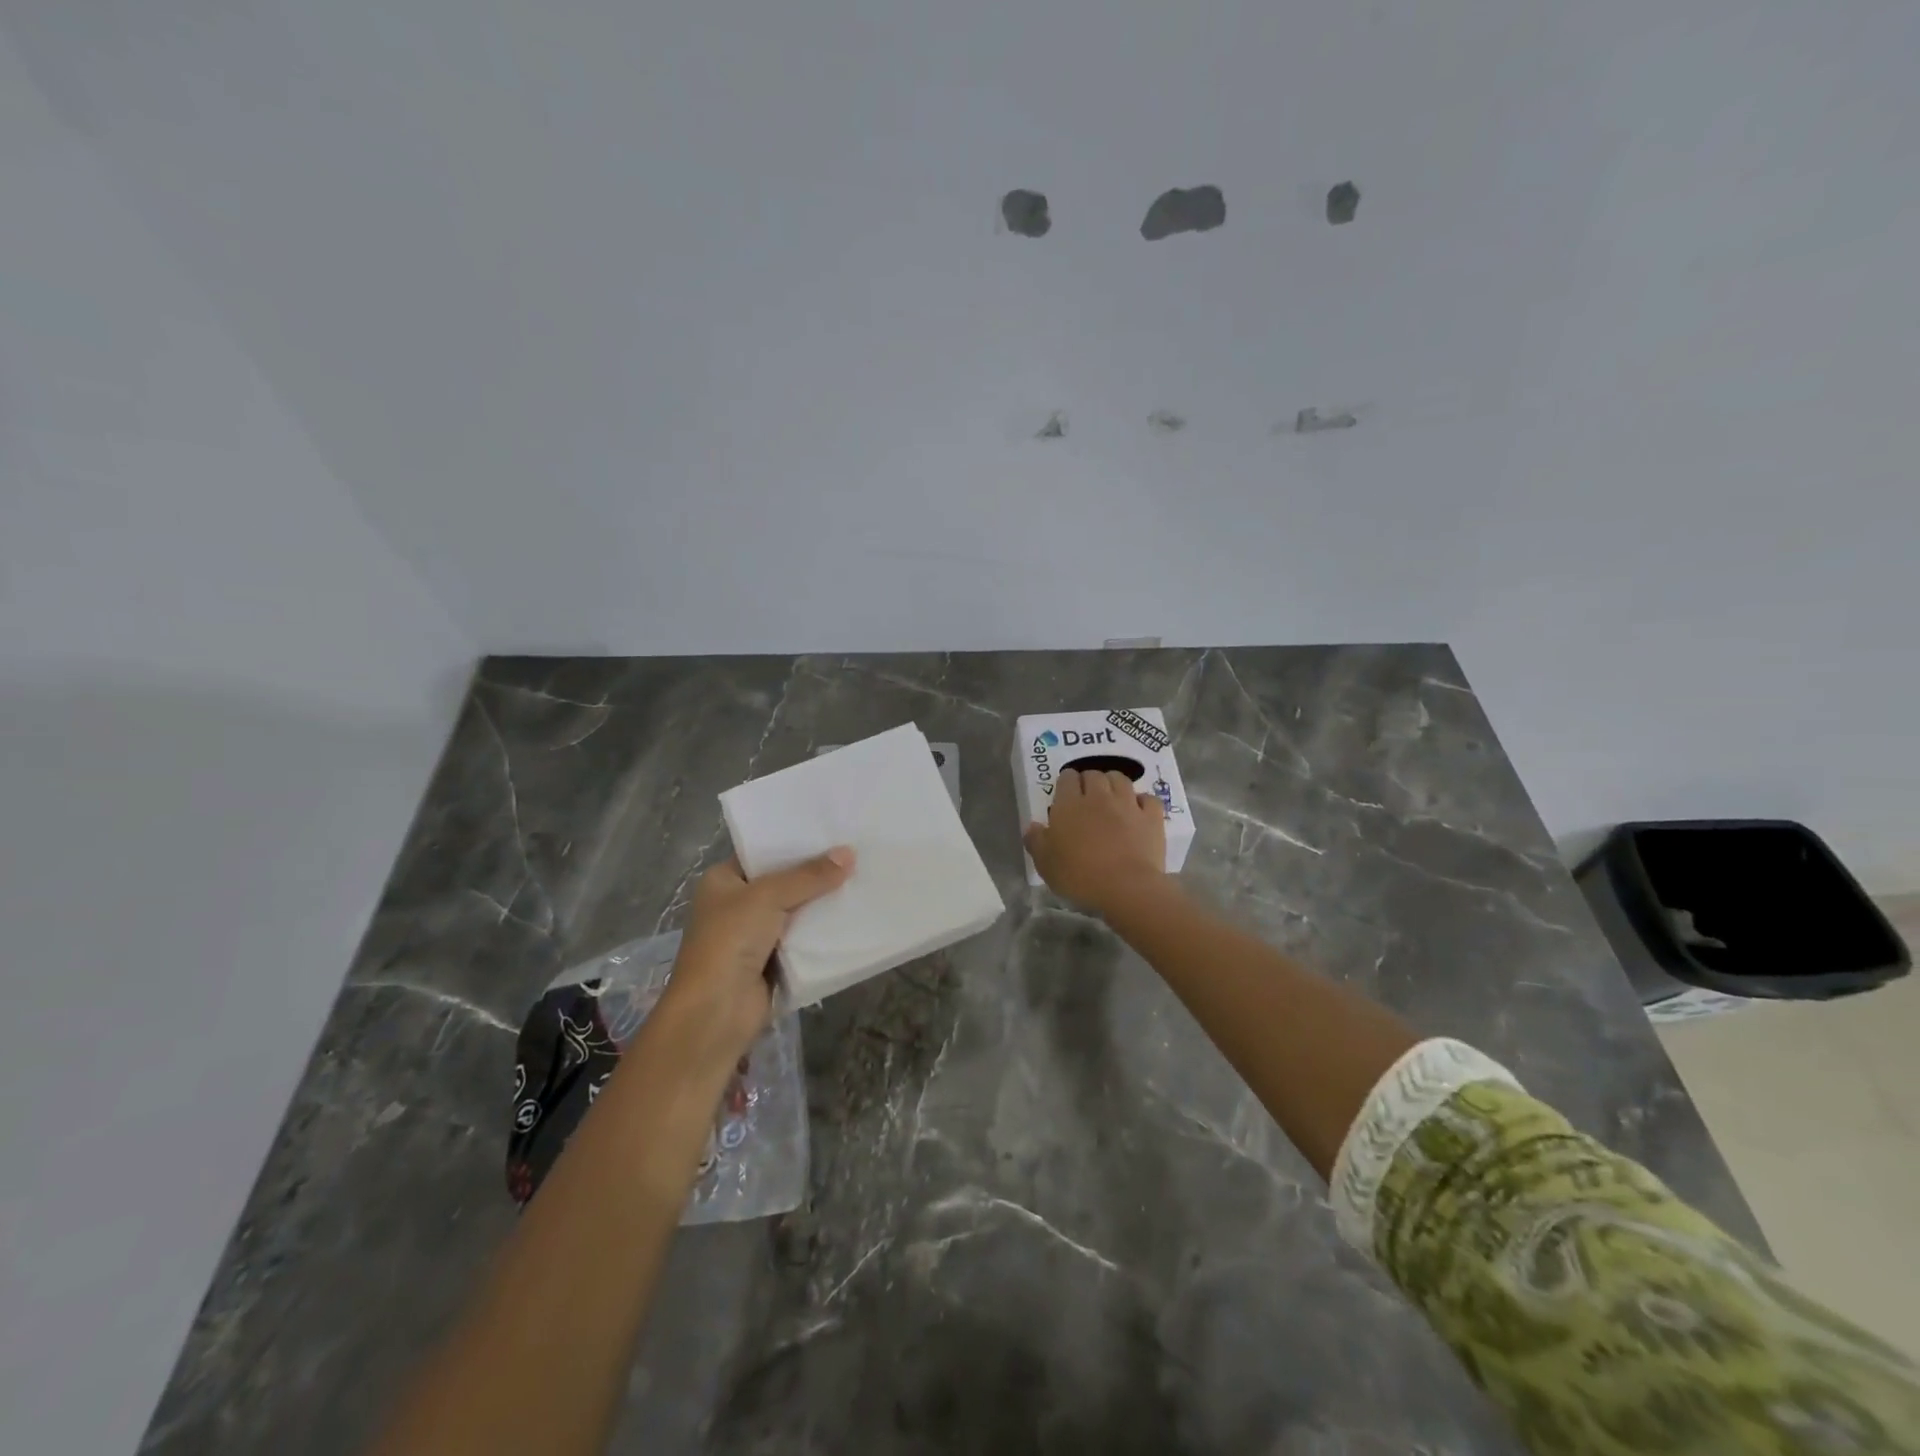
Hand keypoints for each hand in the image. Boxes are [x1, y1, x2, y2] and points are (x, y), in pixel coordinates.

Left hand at [651, 848, 854, 1078]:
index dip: (795, 843)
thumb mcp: (768, 897)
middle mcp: (736, 905)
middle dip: (816, 873)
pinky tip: (853, 917)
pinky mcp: (773, 962)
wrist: (716, 1012)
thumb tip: (849, 853)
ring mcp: (755, 936)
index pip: (762, 853)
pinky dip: (823, 933)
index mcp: (723, 881)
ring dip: (823, 903)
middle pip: (783, 882)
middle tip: (856, 853)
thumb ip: (809, 876)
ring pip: (797, 911)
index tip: (832, 831)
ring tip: (864, 879)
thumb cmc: (730, 941)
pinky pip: (804, 939)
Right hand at [1023, 768, 1168, 914]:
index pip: (1067, 778)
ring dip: (1114, 784)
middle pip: (1094, 775)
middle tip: (1087, 797)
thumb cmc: (1079, 875)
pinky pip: (1148, 798)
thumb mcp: (1045, 863)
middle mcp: (1099, 796)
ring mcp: (1128, 804)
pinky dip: (1142, 801)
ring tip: (1112, 798)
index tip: (1066, 794)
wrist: (1125, 887)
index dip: (1066, 782)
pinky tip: (1138, 811)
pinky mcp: (1151, 817)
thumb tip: (1033, 826)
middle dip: (1089, 781)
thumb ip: (1036, 841)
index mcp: (1070, 804)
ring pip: (1121, 779)